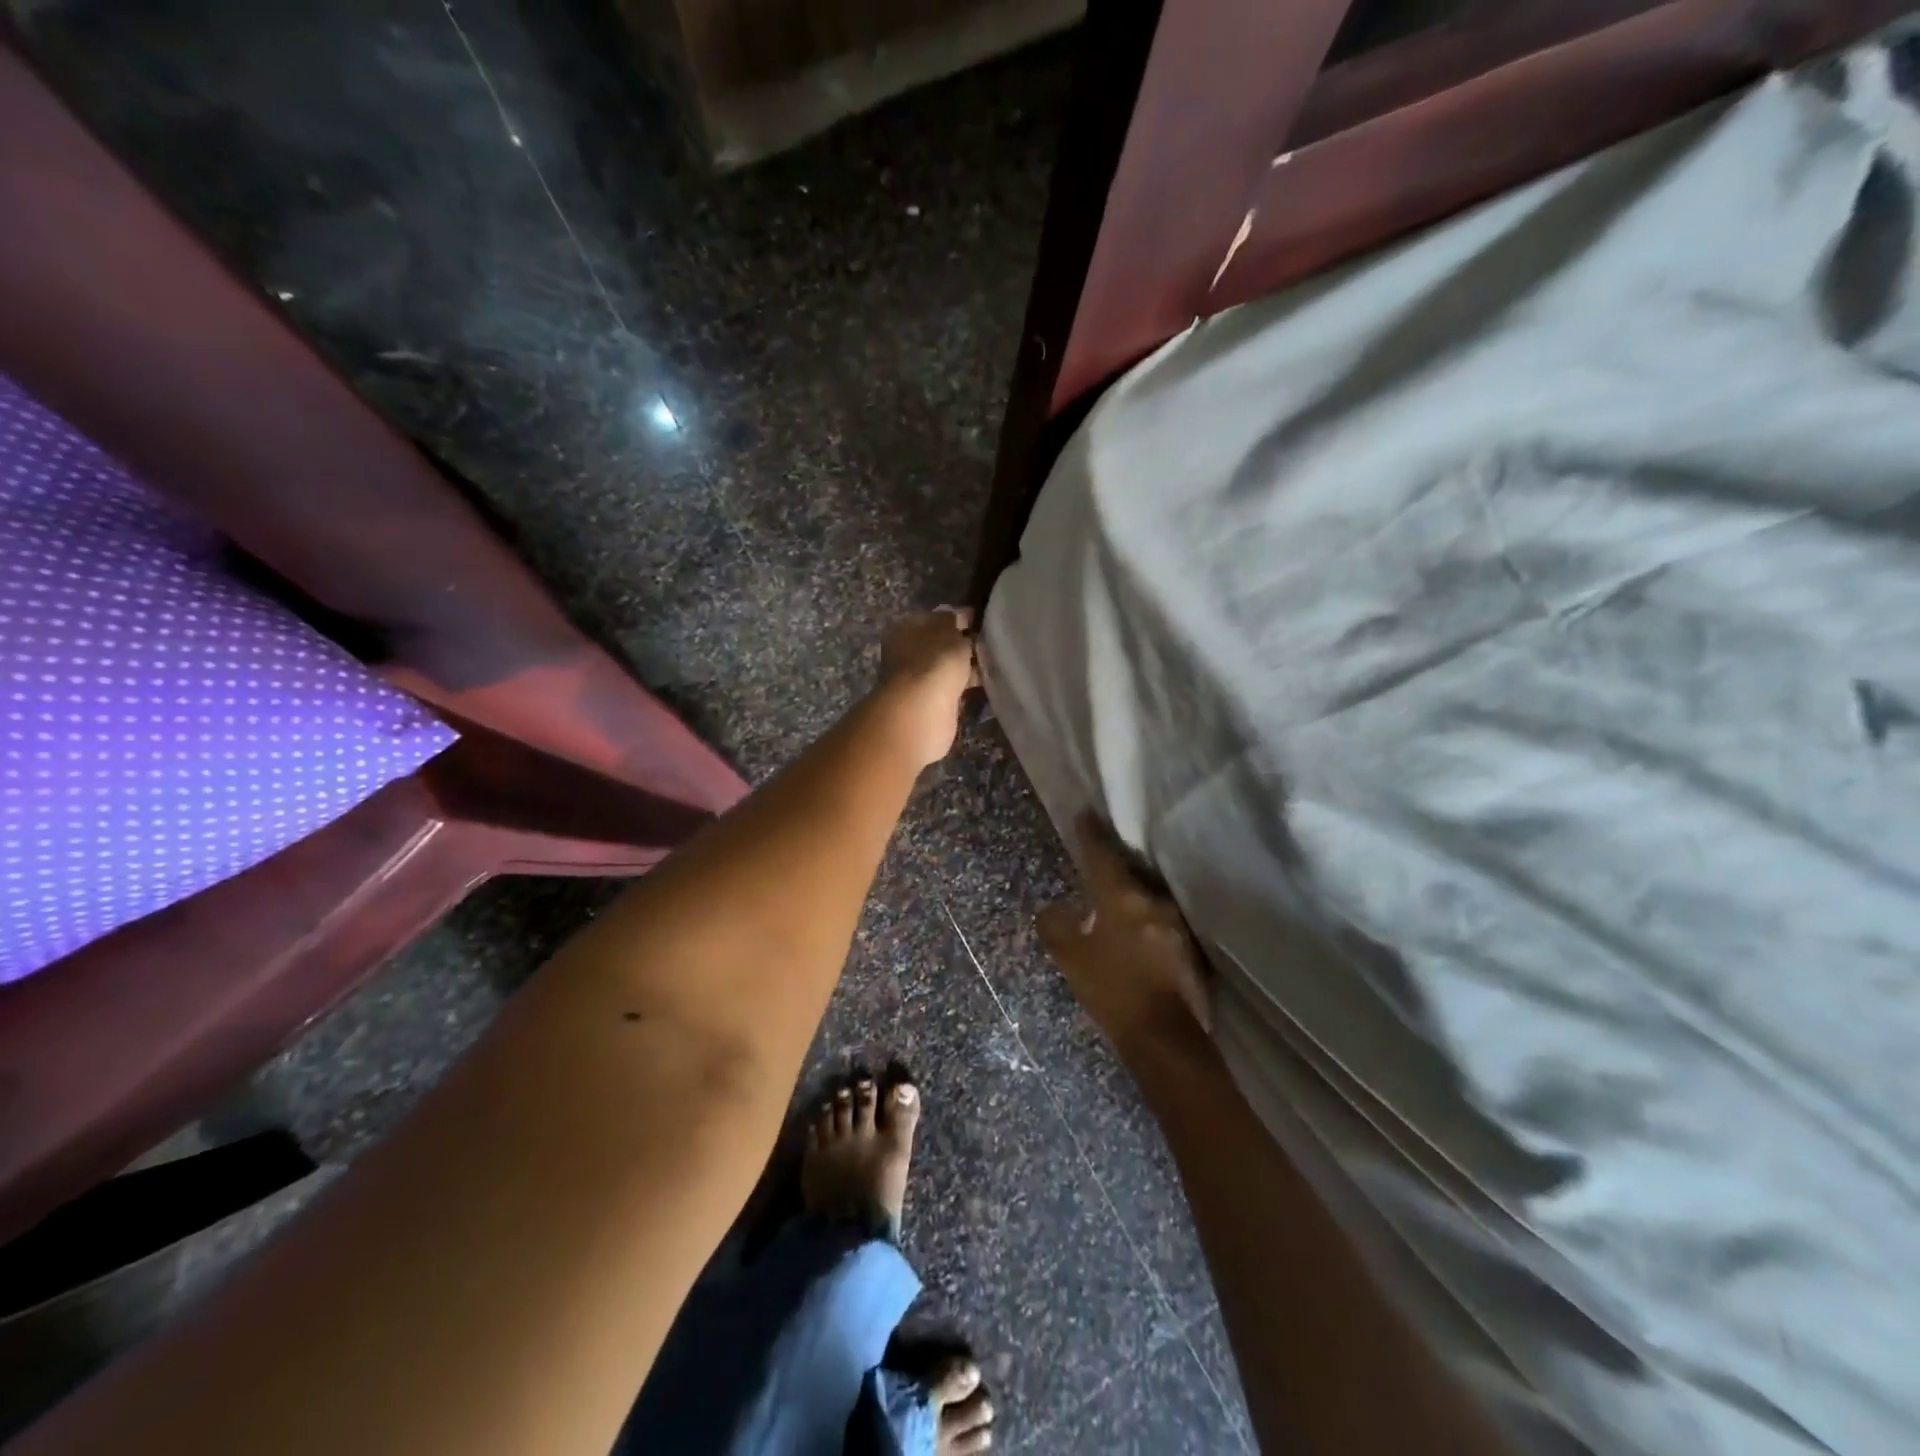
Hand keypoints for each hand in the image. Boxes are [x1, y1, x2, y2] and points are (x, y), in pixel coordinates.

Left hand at [874, 608, 977, 767]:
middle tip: (991, 644)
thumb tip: (959, 615)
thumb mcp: (949, 631)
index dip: (960, 617)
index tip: (983, 622)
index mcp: (906, 628)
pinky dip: (966, 684)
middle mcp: (907, 652)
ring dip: (967, 665)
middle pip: (941, 643)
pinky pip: (952, 686)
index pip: (936, 617)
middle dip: (964, 643)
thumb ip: (956, 620)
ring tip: (993, 662)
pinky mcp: (929, 702)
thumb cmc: (934, 662)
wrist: (922, 711)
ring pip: (947, 666)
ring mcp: (917, 678)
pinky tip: (985, 681)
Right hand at [1038, 815, 1211, 1058]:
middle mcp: (1154, 902)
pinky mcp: (1189, 948)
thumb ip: (1056, 926)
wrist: (1163, 1037)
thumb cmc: (1112, 991)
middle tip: (1099, 862)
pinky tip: (1138, 932)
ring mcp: (1176, 924)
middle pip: (1130, 874)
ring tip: (1116, 899)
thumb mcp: (1071, 959)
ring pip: (1148, 898)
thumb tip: (1051, 909)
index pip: (1103, 856)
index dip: (1091, 834)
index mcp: (1122, 898)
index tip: (1084, 814)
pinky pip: (1161, 921)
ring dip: (1132, 896)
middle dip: (1115, 867)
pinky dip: (1146, 920)